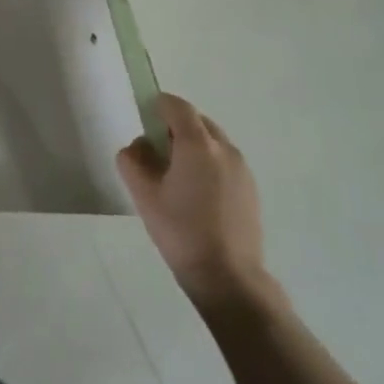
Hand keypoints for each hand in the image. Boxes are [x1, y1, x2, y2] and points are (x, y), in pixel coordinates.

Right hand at [117, 93, 273, 313]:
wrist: (228, 277)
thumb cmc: (181, 231)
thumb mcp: (143, 195)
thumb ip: (132, 160)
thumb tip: (139, 146)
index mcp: (198, 144)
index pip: (177, 106)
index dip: (157, 106)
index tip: (144, 120)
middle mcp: (224, 148)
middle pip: (197, 120)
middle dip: (175, 127)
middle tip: (157, 152)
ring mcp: (242, 168)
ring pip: (213, 141)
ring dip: (193, 146)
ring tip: (177, 177)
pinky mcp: (251, 188)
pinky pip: (224, 161)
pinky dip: (208, 164)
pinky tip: (197, 195)